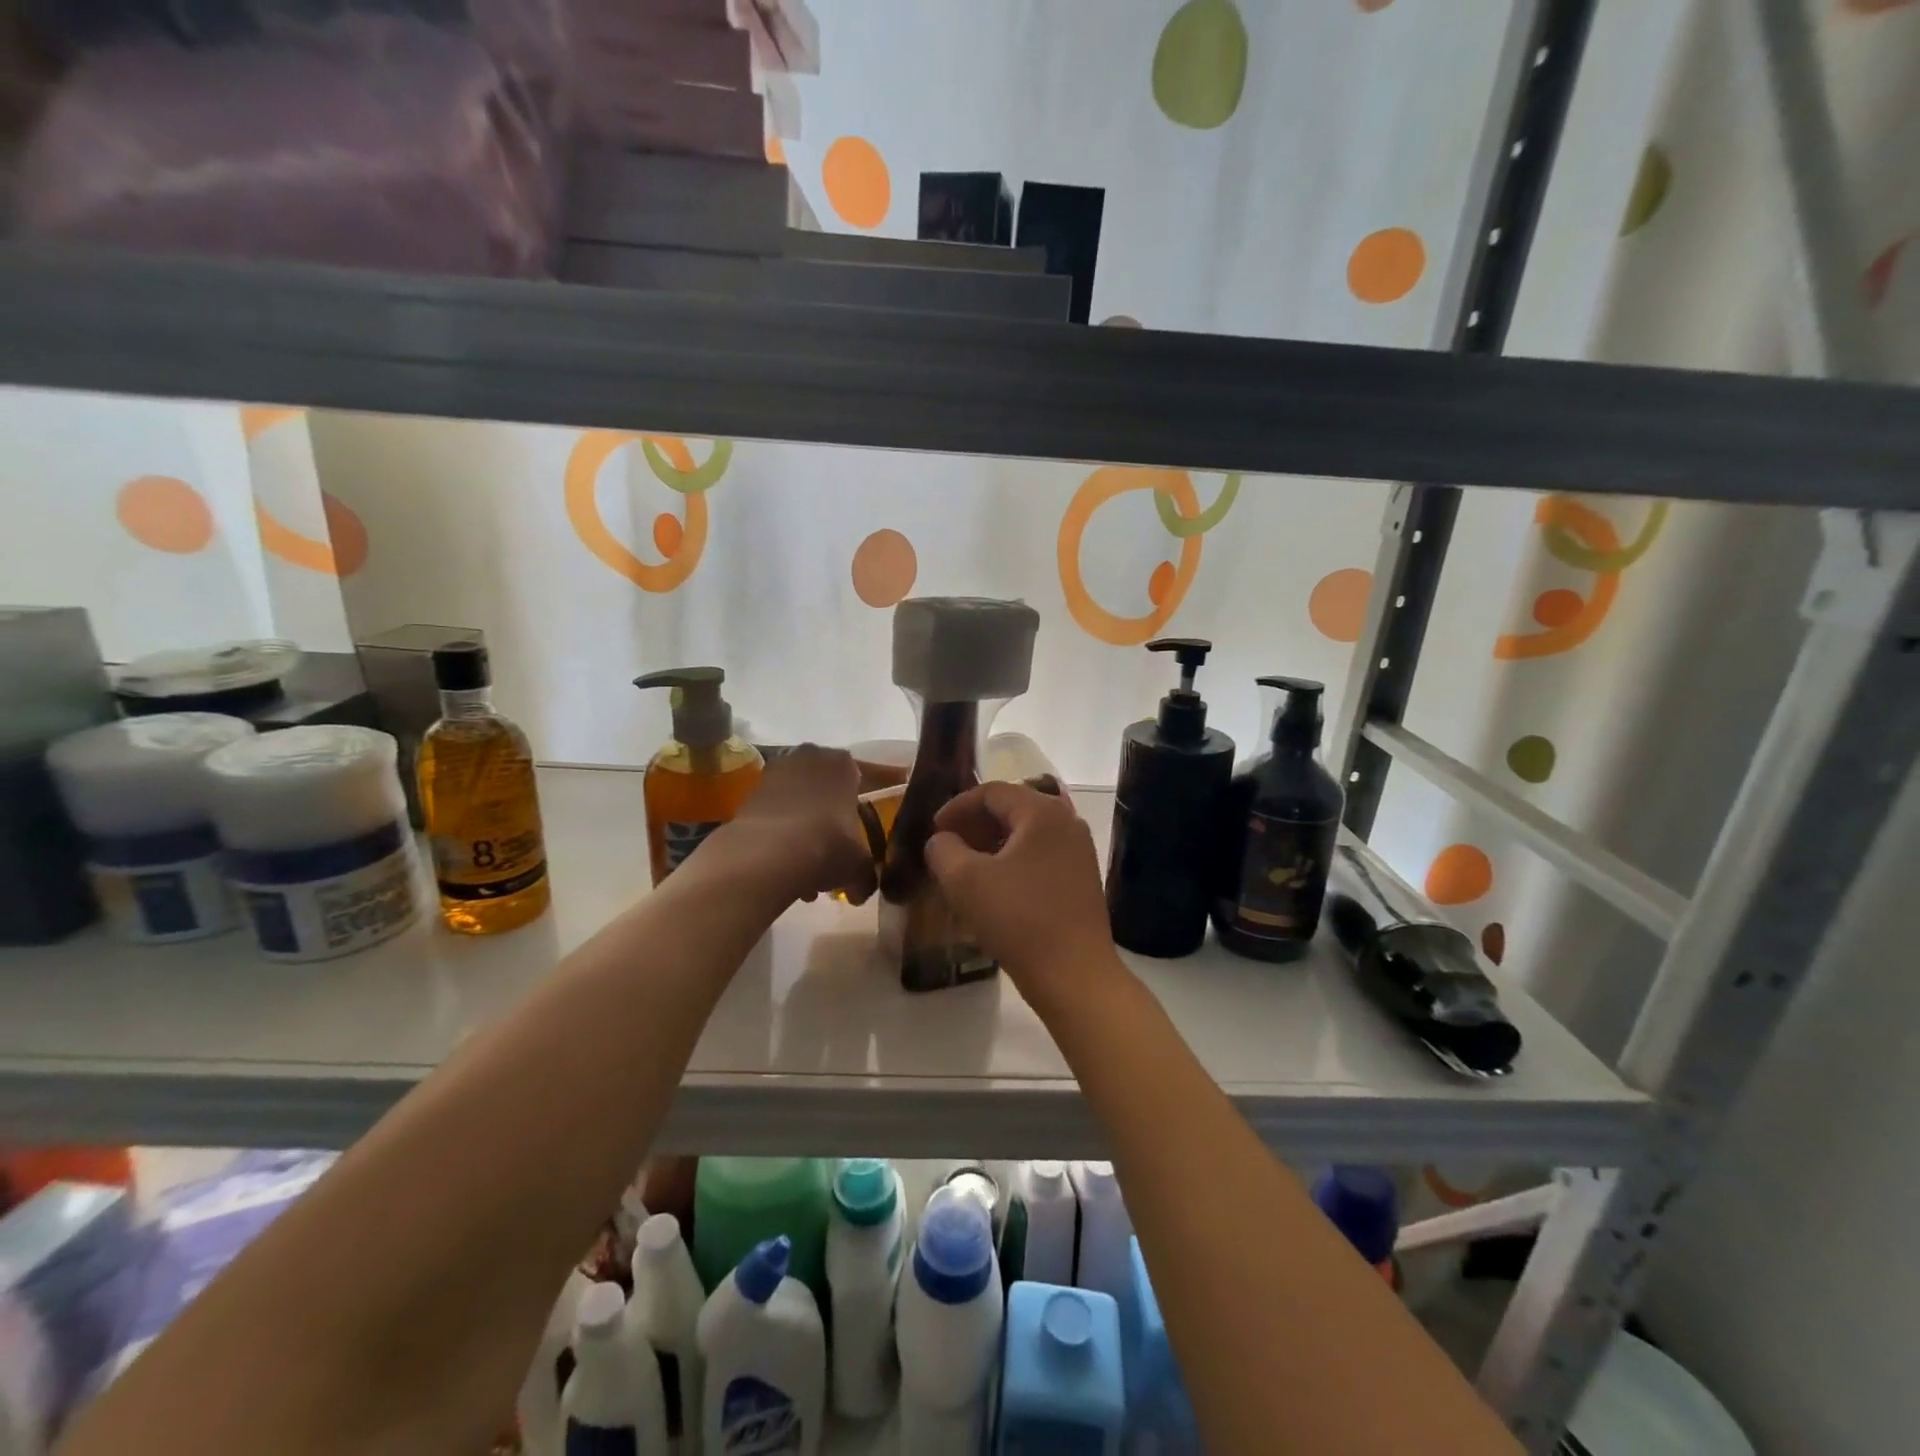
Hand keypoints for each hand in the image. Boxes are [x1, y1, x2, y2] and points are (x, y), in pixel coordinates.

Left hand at [725, 745, 875, 905]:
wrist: (767, 854)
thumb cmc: (827, 846)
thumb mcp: (859, 866)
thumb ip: (866, 876)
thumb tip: (862, 890)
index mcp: (843, 764)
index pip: (857, 780)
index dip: (856, 811)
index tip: (855, 836)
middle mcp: (810, 758)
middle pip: (825, 791)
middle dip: (827, 820)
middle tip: (830, 854)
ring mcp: (776, 771)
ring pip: (798, 803)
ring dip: (802, 830)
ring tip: (803, 870)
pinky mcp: (749, 792)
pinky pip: (774, 813)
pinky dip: (779, 834)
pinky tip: (783, 865)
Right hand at [924, 782, 1120, 1017]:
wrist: (1074, 974)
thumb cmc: (1018, 919)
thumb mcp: (966, 881)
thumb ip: (943, 850)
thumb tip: (941, 840)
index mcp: (1042, 812)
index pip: (992, 791)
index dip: (957, 806)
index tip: (934, 829)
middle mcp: (1067, 822)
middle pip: (1012, 809)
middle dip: (974, 825)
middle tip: (947, 847)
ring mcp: (1079, 851)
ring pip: (1026, 834)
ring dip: (992, 845)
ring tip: (965, 868)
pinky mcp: (1081, 878)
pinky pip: (1040, 856)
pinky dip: (1012, 862)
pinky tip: (994, 888)